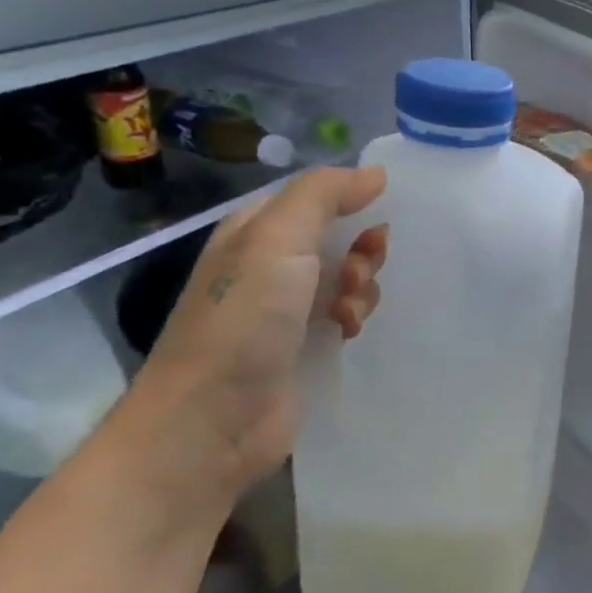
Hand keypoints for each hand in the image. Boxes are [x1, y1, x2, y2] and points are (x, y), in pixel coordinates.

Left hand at [111, 167, 388, 520]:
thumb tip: (376, 173)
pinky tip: (348, 333)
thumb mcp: (278, 239)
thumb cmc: (243, 319)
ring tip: (349, 312)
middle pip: (337, 238)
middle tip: (358, 272)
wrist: (212, 419)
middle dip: (361, 251)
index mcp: (256, 232)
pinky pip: (344, 317)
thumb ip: (324, 196)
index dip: (351, 204)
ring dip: (362, 288)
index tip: (379, 221)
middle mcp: (269, 266)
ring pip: (347, 279)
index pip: (315, 199)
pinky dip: (354, 318)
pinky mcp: (302, 348)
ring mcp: (285, 310)